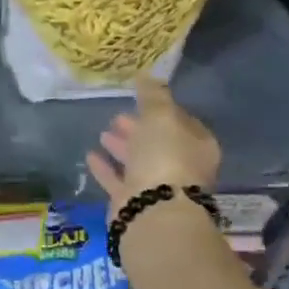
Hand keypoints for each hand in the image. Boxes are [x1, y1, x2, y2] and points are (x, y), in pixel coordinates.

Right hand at [85, 75, 220, 216]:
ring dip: (122, 147)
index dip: (161, 110)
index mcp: (197, 146)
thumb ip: (153, 96)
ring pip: (138, 161)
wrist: (154, 211)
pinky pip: (118, 180)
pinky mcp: (134, 203)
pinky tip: (90, 155)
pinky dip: (106, 168)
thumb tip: (147, 76)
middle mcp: (182, 167)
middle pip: (158, 142)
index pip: (181, 122)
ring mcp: (158, 187)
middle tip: (118, 116)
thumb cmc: (165, 158)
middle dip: (139, 128)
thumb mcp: (160, 117)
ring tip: (103, 132)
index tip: (140, 100)